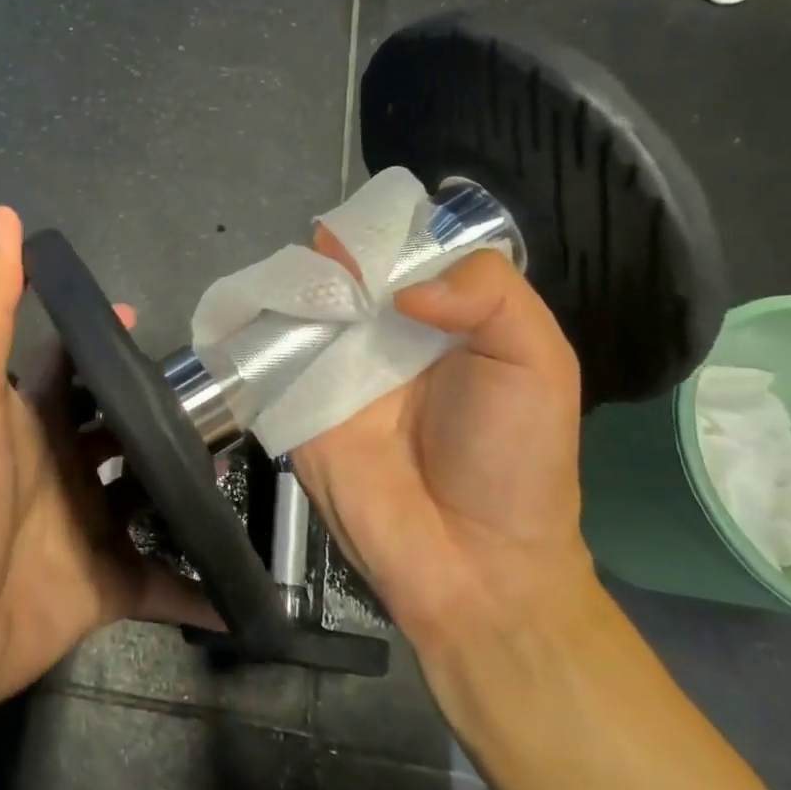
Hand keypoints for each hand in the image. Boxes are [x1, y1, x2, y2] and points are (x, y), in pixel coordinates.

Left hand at [0, 206, 215, 727]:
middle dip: (170, 414)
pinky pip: (162, 584)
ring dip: (192, 487)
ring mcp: (89, 528)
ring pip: (153, 499)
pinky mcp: (107, 586)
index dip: (107, 342)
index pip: (76, 367)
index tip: (150, 323)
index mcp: (34, 421)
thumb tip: (4, 216)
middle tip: (229, 399)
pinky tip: (240, 586)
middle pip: (126, 429)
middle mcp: (65, 468)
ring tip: (246, 468)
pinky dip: (197, 589)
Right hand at [292, 240, 590, 649]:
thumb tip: (401, 286)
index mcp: (440, 318)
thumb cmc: (514, 459)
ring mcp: (333, 368)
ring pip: (302, 306)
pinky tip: (252, 307)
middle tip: (324, 246)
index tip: (366, 225)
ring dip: (292, 284)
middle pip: (346, 274)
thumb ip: (489, 295)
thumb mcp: (537, 361)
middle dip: (331, 253)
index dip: (383, 233)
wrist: (471, 564)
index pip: (402, 255)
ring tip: (296, 275)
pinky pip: (269, 354)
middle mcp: (382, 335)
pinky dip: (254, 327)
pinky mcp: (294, 402)